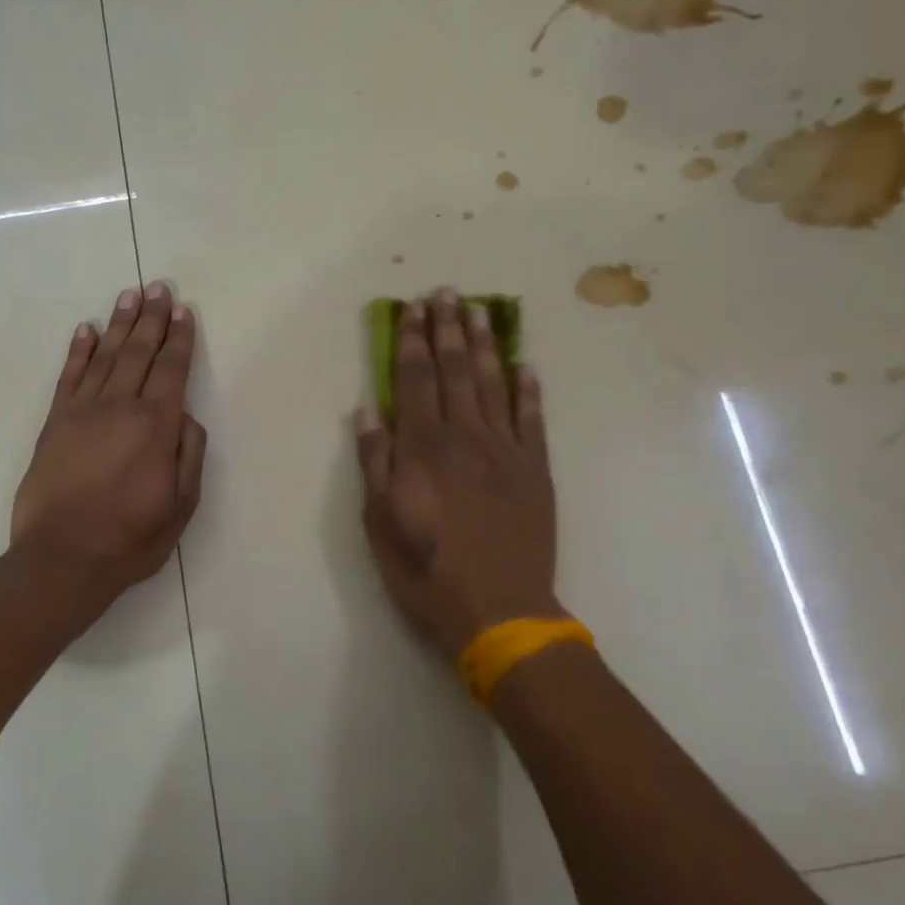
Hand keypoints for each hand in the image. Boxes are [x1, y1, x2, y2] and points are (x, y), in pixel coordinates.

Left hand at [9, 282, 207, 625]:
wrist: (62, 558)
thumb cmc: (130, 538)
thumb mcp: (181, 506)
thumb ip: (189, 455)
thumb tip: (185, 416)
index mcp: (155, 426)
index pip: (171, 370)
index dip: (179, 339)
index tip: (183, 311)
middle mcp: (119, 407)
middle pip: (138, 352)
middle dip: (151, 319)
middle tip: (158, 287)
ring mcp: (82, 411)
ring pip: (105, 357)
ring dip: (118, 324)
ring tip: (129, 296)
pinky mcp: (54, 423)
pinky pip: (68, 377)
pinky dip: (78, 351)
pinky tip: (85, 330)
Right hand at [355, 288, 566, 661]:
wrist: (499, 612)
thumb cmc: (425, 571)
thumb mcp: (379, 522)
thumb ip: (374, 462)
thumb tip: (368, 410)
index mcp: (422, 449)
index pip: (415, 380)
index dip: (412, 341)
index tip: (412, 309)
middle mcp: (465, 438)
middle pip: (455, 371)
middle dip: (447, 329)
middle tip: (446, 293)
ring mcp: (506, 452)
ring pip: (494, 385)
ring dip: (486, 345)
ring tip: (480, 311)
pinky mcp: (536, 472)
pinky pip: (533, 420)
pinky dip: (529, 390)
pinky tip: (525, 365)